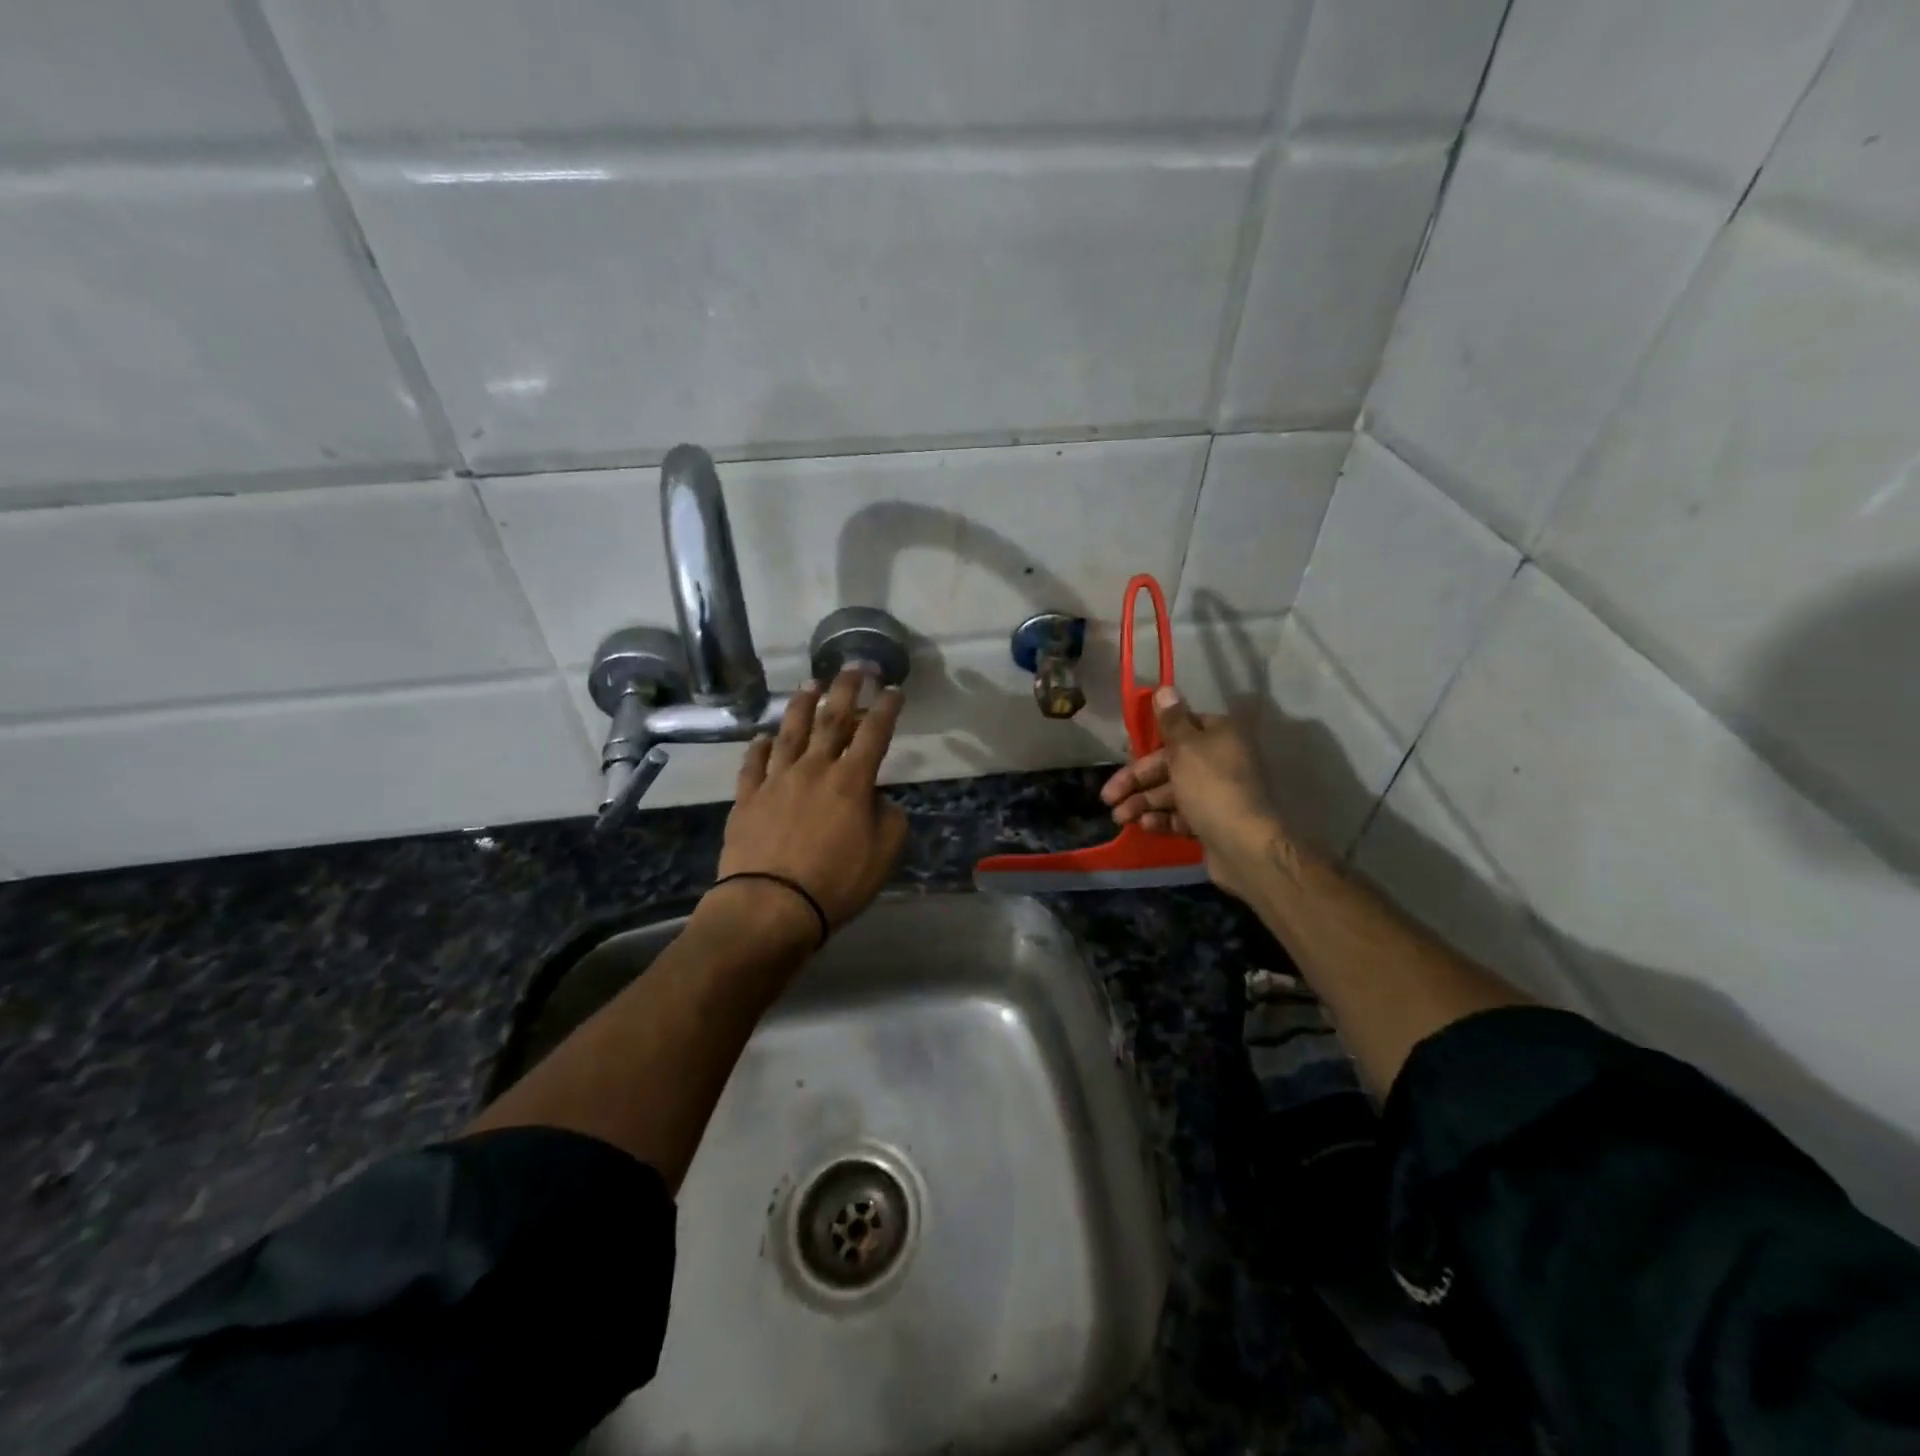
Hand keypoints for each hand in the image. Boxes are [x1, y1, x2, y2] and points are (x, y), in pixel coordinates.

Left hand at [713, 668, 909, 938]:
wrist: (771, 905)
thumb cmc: (836, 883)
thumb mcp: (884, 855)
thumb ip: (890, 819)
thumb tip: (878, 800)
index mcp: (851, 781)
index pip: (874, 734)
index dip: (886, 709)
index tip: (894, 690)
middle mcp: (813, 769)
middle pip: (832, 720)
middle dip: (846, 689)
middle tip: (855, 667)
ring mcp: (776, 781)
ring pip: (790, 732)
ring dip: (802, 705)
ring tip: (810, 685)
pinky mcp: (747, 799)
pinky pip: (753, 764)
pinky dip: (759, 747)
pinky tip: (763, 736)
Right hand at [1100, 685, 1283, 901]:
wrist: (1244, 846)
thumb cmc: (1211, 787)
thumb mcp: (1186, 748)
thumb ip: (1171, 720)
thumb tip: (1164, 687)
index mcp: (1219, 736)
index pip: (1179, 730)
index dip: (1149, 742)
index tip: (1123, 755)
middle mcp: (1221, 760)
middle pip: (1170, 764)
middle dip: (1137, 780)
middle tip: (1108, 796)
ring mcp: (1217, 794)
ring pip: (1172, 792)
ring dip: (1143, 802)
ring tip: (1120, 818)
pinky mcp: (1212, 822)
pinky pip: (1182, 815)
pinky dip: (1162, 819)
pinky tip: (1144, 825)